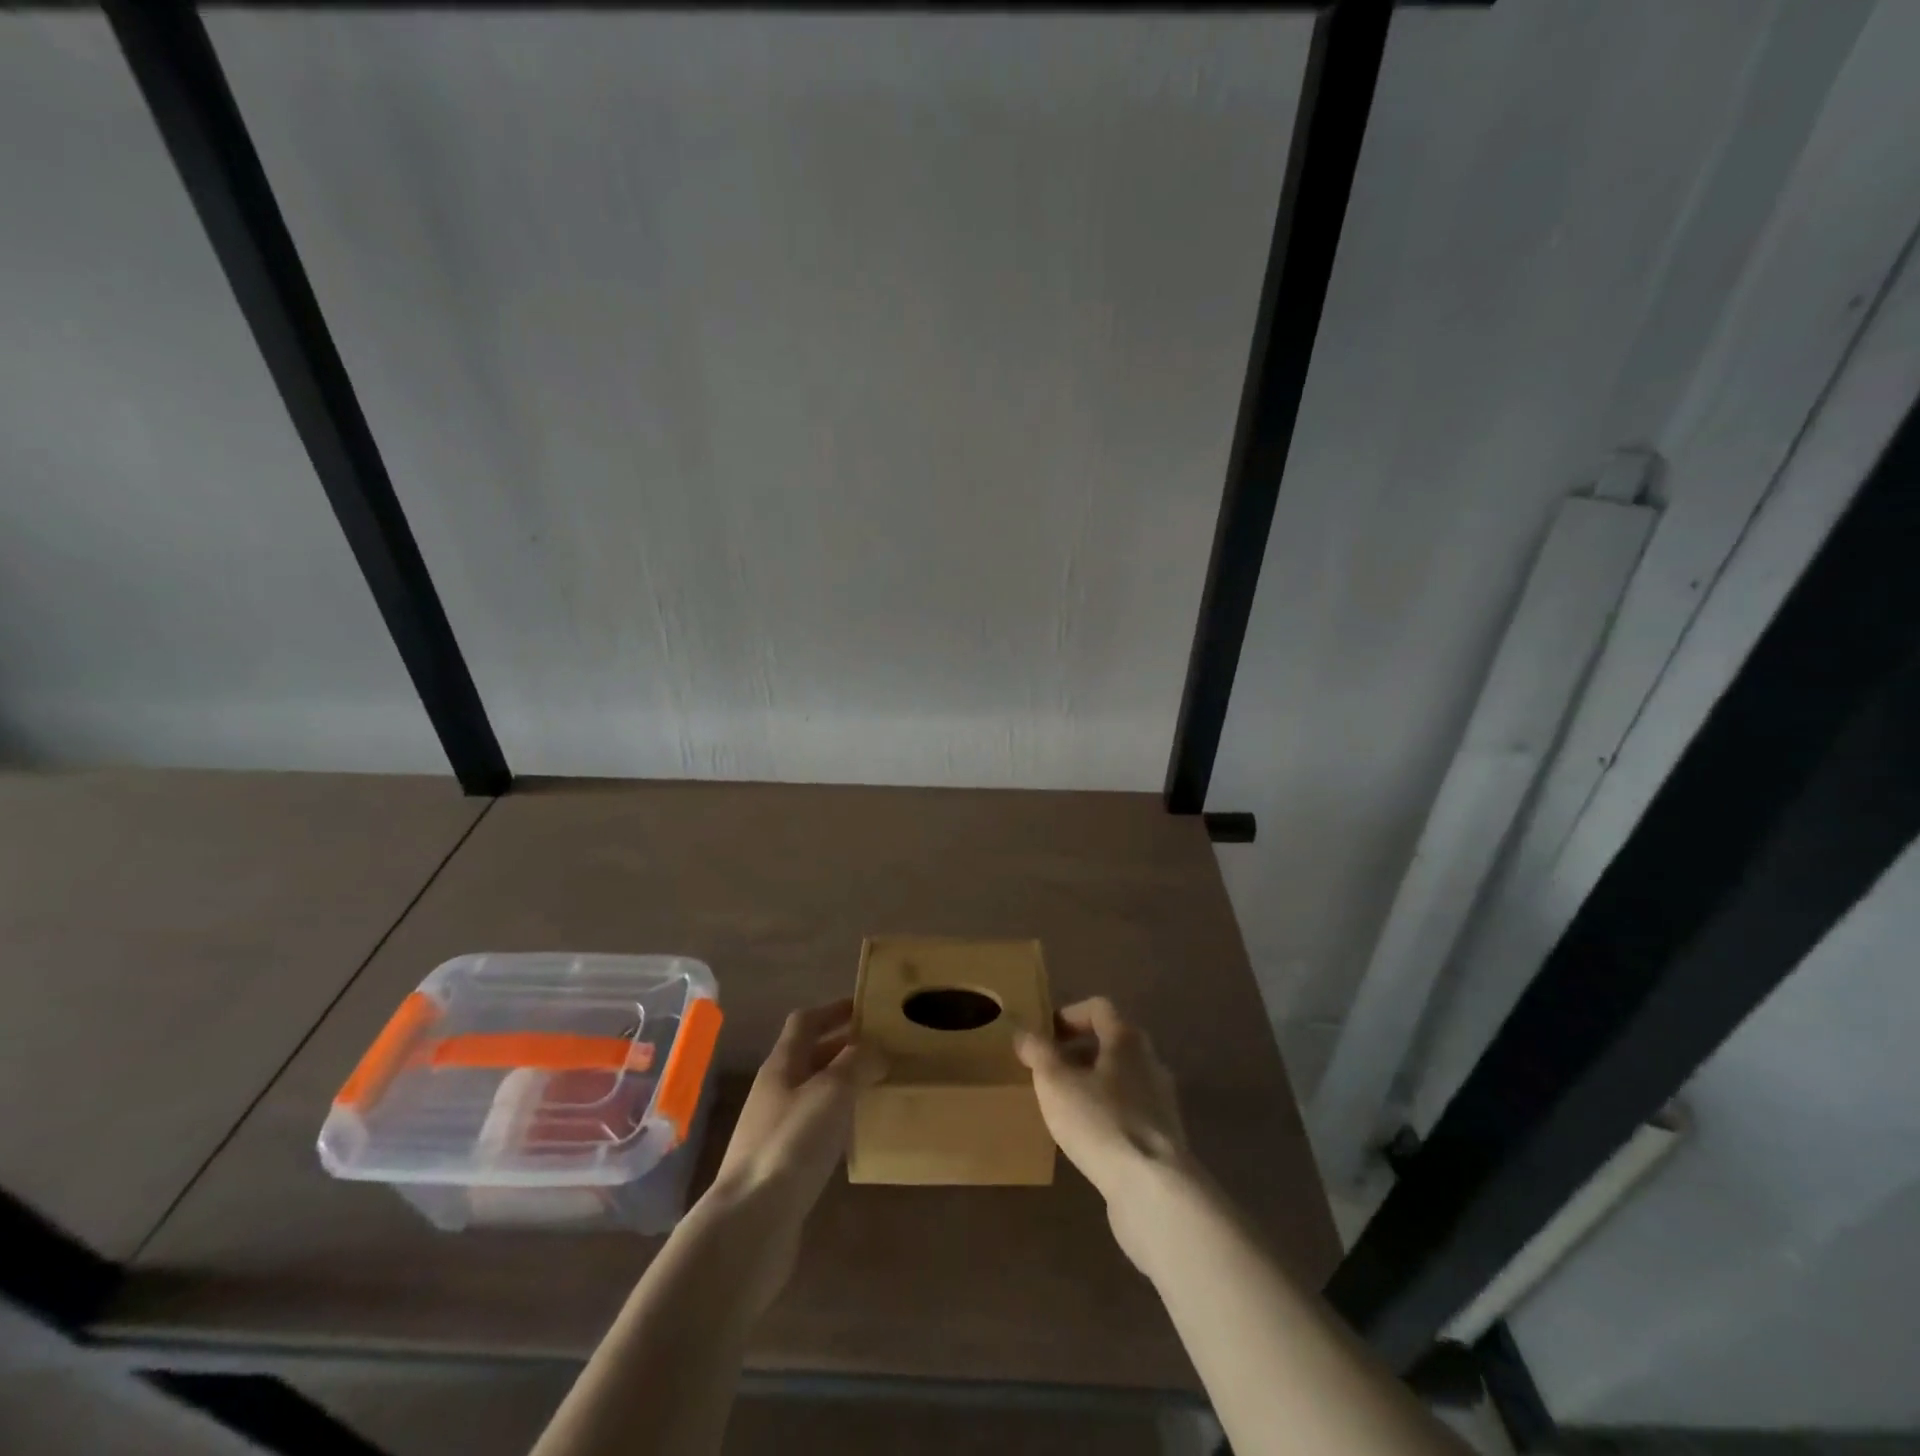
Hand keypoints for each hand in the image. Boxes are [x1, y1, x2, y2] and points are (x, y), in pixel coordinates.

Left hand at [708, 999, 882, 1254]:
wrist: (750, 1223)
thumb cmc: (791, 1143)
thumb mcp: (832, 1092)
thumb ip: (857, 1063)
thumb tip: (877, 1049)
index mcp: (781, 1065)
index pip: (805, 1021)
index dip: (834, 1009)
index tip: (867, 1007)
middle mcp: (775, 1091)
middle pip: (810, 1056)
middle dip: (844, 1047)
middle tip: (884, 1047)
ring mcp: (775, 1130)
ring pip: (814, 1092)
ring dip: (843, 1084)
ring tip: (879, 1085)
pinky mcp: (782, 1165)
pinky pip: (814, 1128)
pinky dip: (838, 1119)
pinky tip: (858, 1132)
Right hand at [1015, 997, 1194, 1266]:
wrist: (1154, 1189)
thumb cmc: (1101, 1122)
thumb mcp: (1056, 1082)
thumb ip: (1038, 1052)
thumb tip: (1024, 1032)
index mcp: (1127, 1039)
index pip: (1099, 1009)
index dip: (1068, 1015)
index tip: (1044, 1036)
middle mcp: (1150, 1062)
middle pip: (1112, 1044)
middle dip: (1078, 1053)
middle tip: (1049, 1071)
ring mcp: (1161, 1101)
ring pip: (1121, 1079)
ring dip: (1092, 1085)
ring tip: (1063, 1106)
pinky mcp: (1164, 1137)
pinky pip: (1130, 1112)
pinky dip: (1107, 1114)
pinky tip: (1087, 1138)